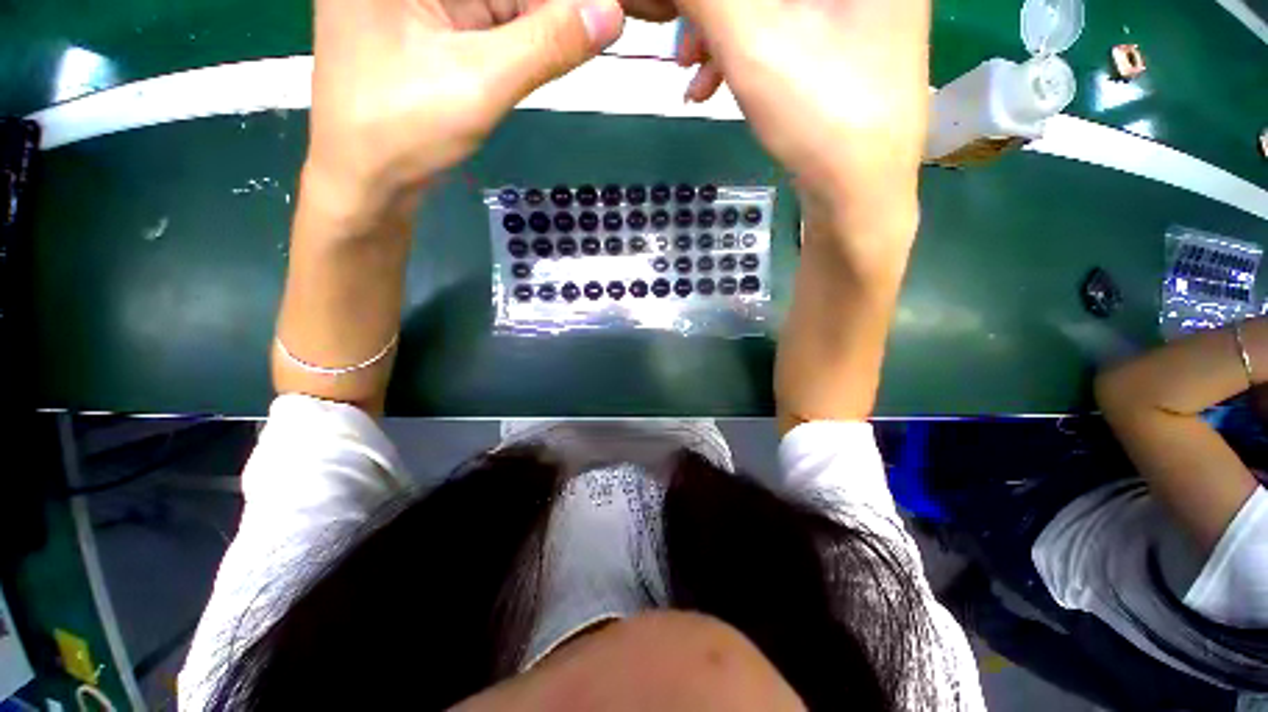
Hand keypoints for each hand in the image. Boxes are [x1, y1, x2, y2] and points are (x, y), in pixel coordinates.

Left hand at [304, 0, 626, 219]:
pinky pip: (491, 21)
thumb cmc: (404, 129)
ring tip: (573, 47)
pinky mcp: (432, 25)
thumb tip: (610, 14)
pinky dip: (523, 40)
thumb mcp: (480, 81)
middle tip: (599, 31)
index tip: (603, 16)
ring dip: (541, 26)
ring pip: (502, 3)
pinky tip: (549, 53)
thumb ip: (547, 45)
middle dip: (550, 13)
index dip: (557, 2)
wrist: (366, 182)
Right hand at [675, 0, 929, 239]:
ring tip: (691, 75)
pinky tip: (714, 85)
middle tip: (682, 46)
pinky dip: (744, 54)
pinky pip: (783, 31)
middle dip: (714, 12)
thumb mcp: (752, 43)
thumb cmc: (818, 116)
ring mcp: (860, 10)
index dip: (714, 0)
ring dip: (721, 35)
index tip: (679, 16)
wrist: (858, 196)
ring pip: (773, 7)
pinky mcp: (846, 46)